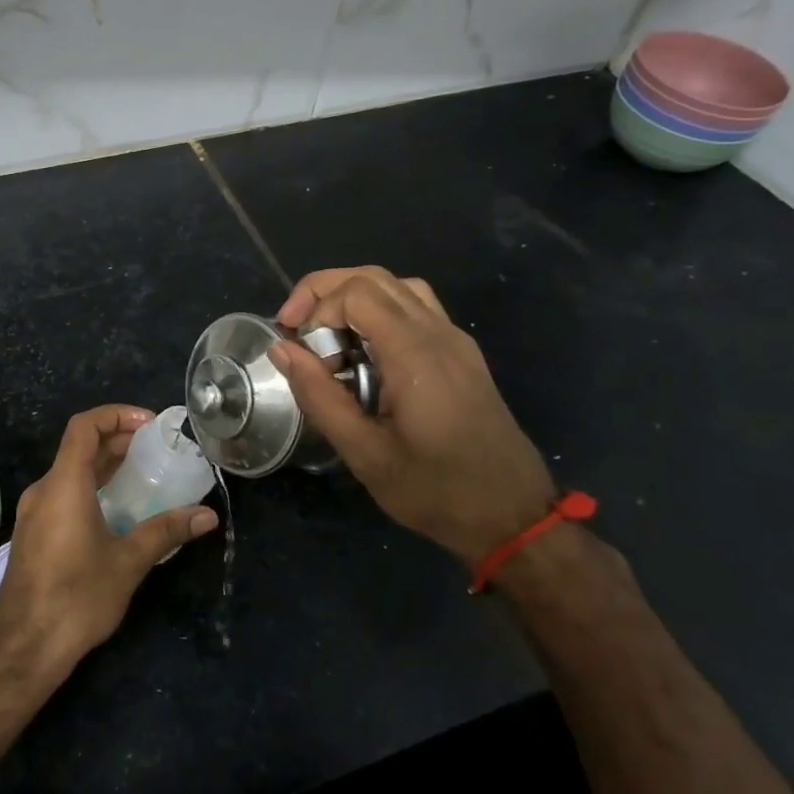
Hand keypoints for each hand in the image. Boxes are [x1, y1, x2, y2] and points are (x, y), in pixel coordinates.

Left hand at [0, 405, 218, 678]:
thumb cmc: (75, 598)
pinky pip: (64, 495)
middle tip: (156, 448)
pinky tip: (118, 510)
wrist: (23, 650)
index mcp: (63, 485)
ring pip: (71, 472)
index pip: (84, 426)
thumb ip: (166, 532)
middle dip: (118, 440)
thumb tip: (207, 515)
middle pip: (79, 447)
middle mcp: (44, 491)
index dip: (116, 414)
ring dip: (105, 466)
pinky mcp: (34, 536)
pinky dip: (92, 488)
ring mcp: (35, 514)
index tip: (150, 424)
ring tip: (144, 474)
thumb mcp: (127, 562)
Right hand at [269, 267, 555, 567]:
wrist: (513, 516)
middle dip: (325, 293)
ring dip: (353, 299)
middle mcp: (438, 333)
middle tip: (296, 329)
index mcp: (415, 354)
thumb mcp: (365, 454)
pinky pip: (416, 308)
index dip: (317, 309)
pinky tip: (364, 352)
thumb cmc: (436, 490)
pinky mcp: (461, 354)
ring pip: (398, 287)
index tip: (297, 349)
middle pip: (374, 277)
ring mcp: (454, 340)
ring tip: (327, 337)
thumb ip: (319, 396)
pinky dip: (379, 312)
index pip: (357, 293)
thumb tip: (281, 350)